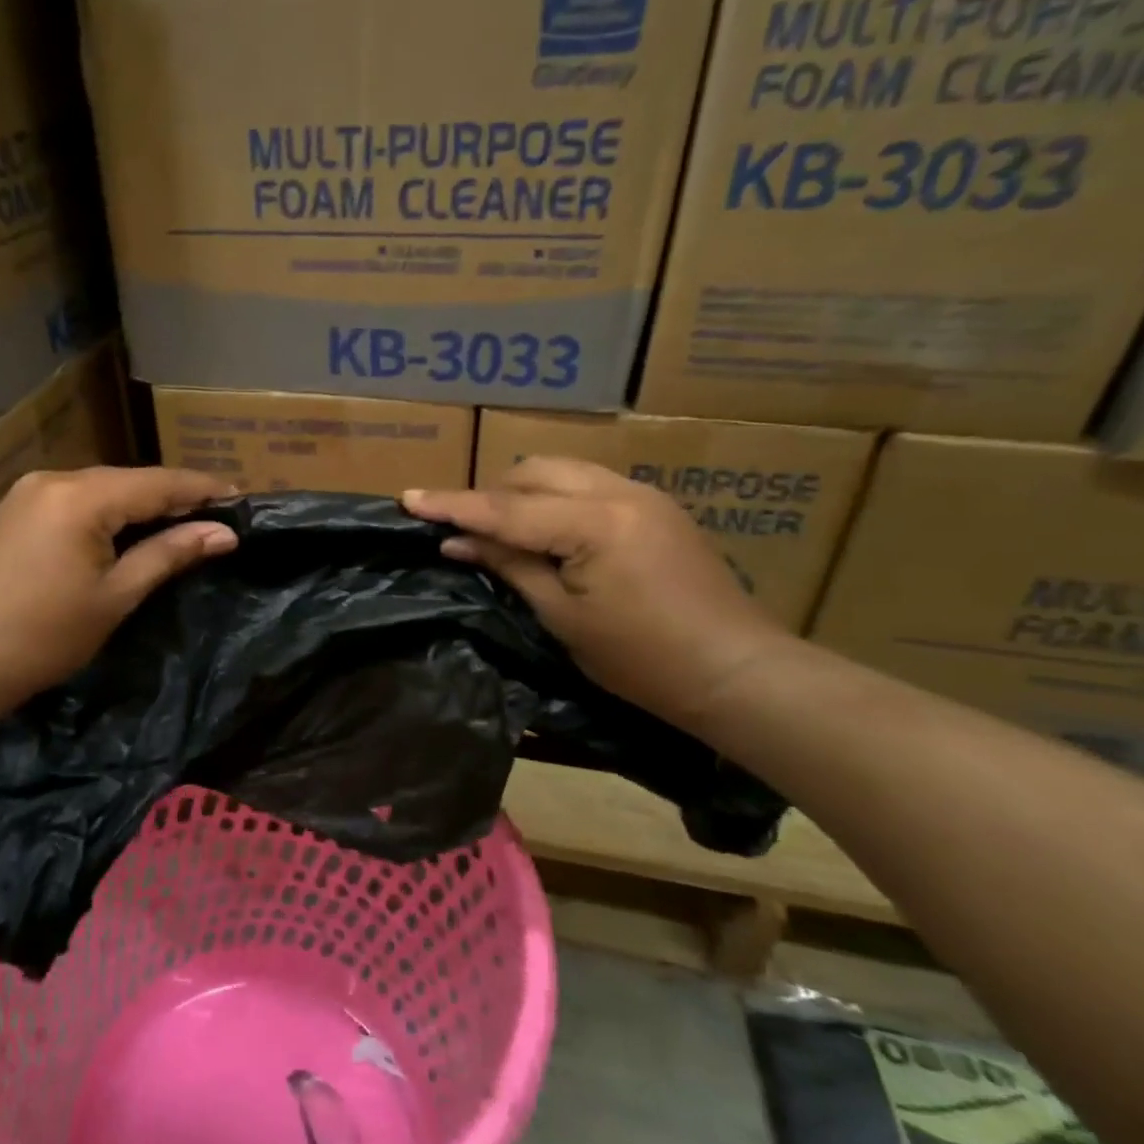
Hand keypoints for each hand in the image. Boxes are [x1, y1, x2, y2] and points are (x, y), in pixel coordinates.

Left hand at [0, 466, 236, 716]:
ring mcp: (27, 492)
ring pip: (101, 489)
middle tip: (214, 515)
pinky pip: (74, 500)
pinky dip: (107, 512)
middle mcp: (54, 479)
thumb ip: (170, 554)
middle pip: (129, 480)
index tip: (240, 497)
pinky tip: (125, 530)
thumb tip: (223, 533)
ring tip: (179, 522)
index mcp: (83, 496)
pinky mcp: (12, 510)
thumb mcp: (115, 596)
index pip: (159, 482)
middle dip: (173, 496)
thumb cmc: (43, 635)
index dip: (202, 489)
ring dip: (140, 504)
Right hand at [403, 457, 793, 731]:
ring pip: (561, 473)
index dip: (453, 506)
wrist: (734, 671)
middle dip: (492, 495)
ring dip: (523, 494)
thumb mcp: (562, 616)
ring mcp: (642, 494)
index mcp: (594, 523)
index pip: (506, 509)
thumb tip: (456, 542)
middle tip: (467, 533)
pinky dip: (555, 500)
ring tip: (505, 532)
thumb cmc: (641, 658)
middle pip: (533, 473)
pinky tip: (550, 533)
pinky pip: (587, 485)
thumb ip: (509, 565)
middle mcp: (618, 492)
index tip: (408, 498)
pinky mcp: (655, 506)